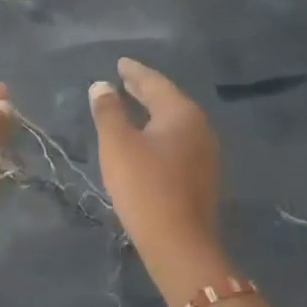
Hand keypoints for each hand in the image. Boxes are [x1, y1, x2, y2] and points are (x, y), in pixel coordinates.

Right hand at [88, 60, 222, 277]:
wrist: (179, 244)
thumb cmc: (144, 187)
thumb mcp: (117, 145)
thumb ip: (108, 111)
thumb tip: (101, 86)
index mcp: (181, 113)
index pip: (154, 82)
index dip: (134, 72)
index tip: (120, 63)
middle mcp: (199, 127)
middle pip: (168, 100)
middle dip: (144, 90)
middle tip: (124, 79)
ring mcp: (205, 153)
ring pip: (174, 122)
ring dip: (152, 112)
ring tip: (131, 106)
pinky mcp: (202, 176)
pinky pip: (178, 141)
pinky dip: (159, 132)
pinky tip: (146, 140)